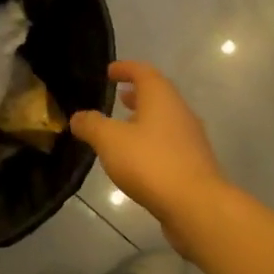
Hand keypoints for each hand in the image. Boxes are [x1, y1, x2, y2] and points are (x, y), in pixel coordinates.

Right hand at [70, 61, 231, 256]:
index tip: (109, 71)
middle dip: (136, 94)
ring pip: (164, 120)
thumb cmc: (150, 162)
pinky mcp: (193, 163)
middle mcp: (180, 112)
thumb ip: (91, 125)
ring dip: (144, 119)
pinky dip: (152, 141)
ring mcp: (190, 139)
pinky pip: (169, 143)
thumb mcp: (109, 140)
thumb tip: (78, 117)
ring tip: (123, 127)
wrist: (196, 205)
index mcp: (161, 97)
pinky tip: (137, 158)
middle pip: (157, 95)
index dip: (125, 68)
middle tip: (117, 96)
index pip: (143, 72)